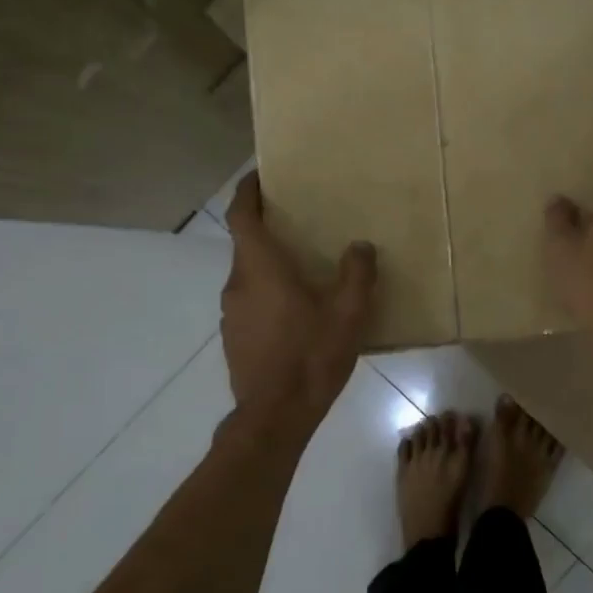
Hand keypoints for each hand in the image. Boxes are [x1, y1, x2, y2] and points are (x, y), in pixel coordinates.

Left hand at [221, 172, 375, 433]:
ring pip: (249, 276)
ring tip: (305, 270)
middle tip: (301, 223)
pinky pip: (251, 302)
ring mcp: (231, 314)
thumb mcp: (348, 313)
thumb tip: (360, 246)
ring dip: (271, 265)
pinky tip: (298, 313)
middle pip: (247, 245)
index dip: (248, 191)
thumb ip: (357, 274)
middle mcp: (238, 284)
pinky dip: (269, 294)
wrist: (274, 416)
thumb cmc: (311, 356)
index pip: (242, 216)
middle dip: (268, 229)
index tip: (260, 176)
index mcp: (260, 269)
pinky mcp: (235, 338)